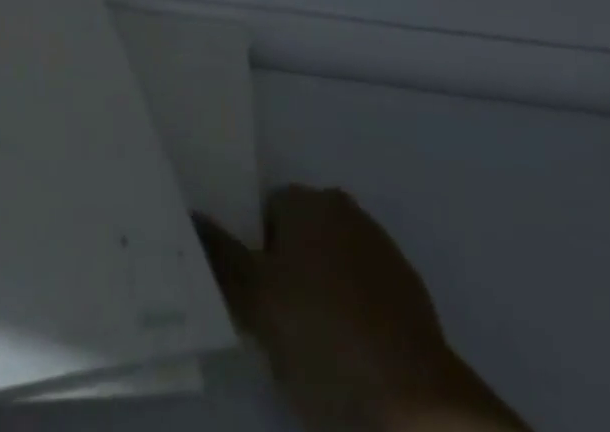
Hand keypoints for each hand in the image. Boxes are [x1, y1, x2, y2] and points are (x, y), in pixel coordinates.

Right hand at [197, 188, 527, 431]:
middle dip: (284, 272)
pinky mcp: (410, 298)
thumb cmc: (324, 340)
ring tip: (308, 349)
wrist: (418, 408)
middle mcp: (346, 212)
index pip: (263, 211)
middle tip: (272, 324)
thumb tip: (191, 215)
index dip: (251, 252)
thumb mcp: (254, 301)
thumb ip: (219, 256)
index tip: (249, 296)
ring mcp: (383, 253)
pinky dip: (350, 317)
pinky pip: (363, 296)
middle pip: (298, 236)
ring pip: (331, 266)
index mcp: (309, 201)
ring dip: (318, 295)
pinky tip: (345, 359)